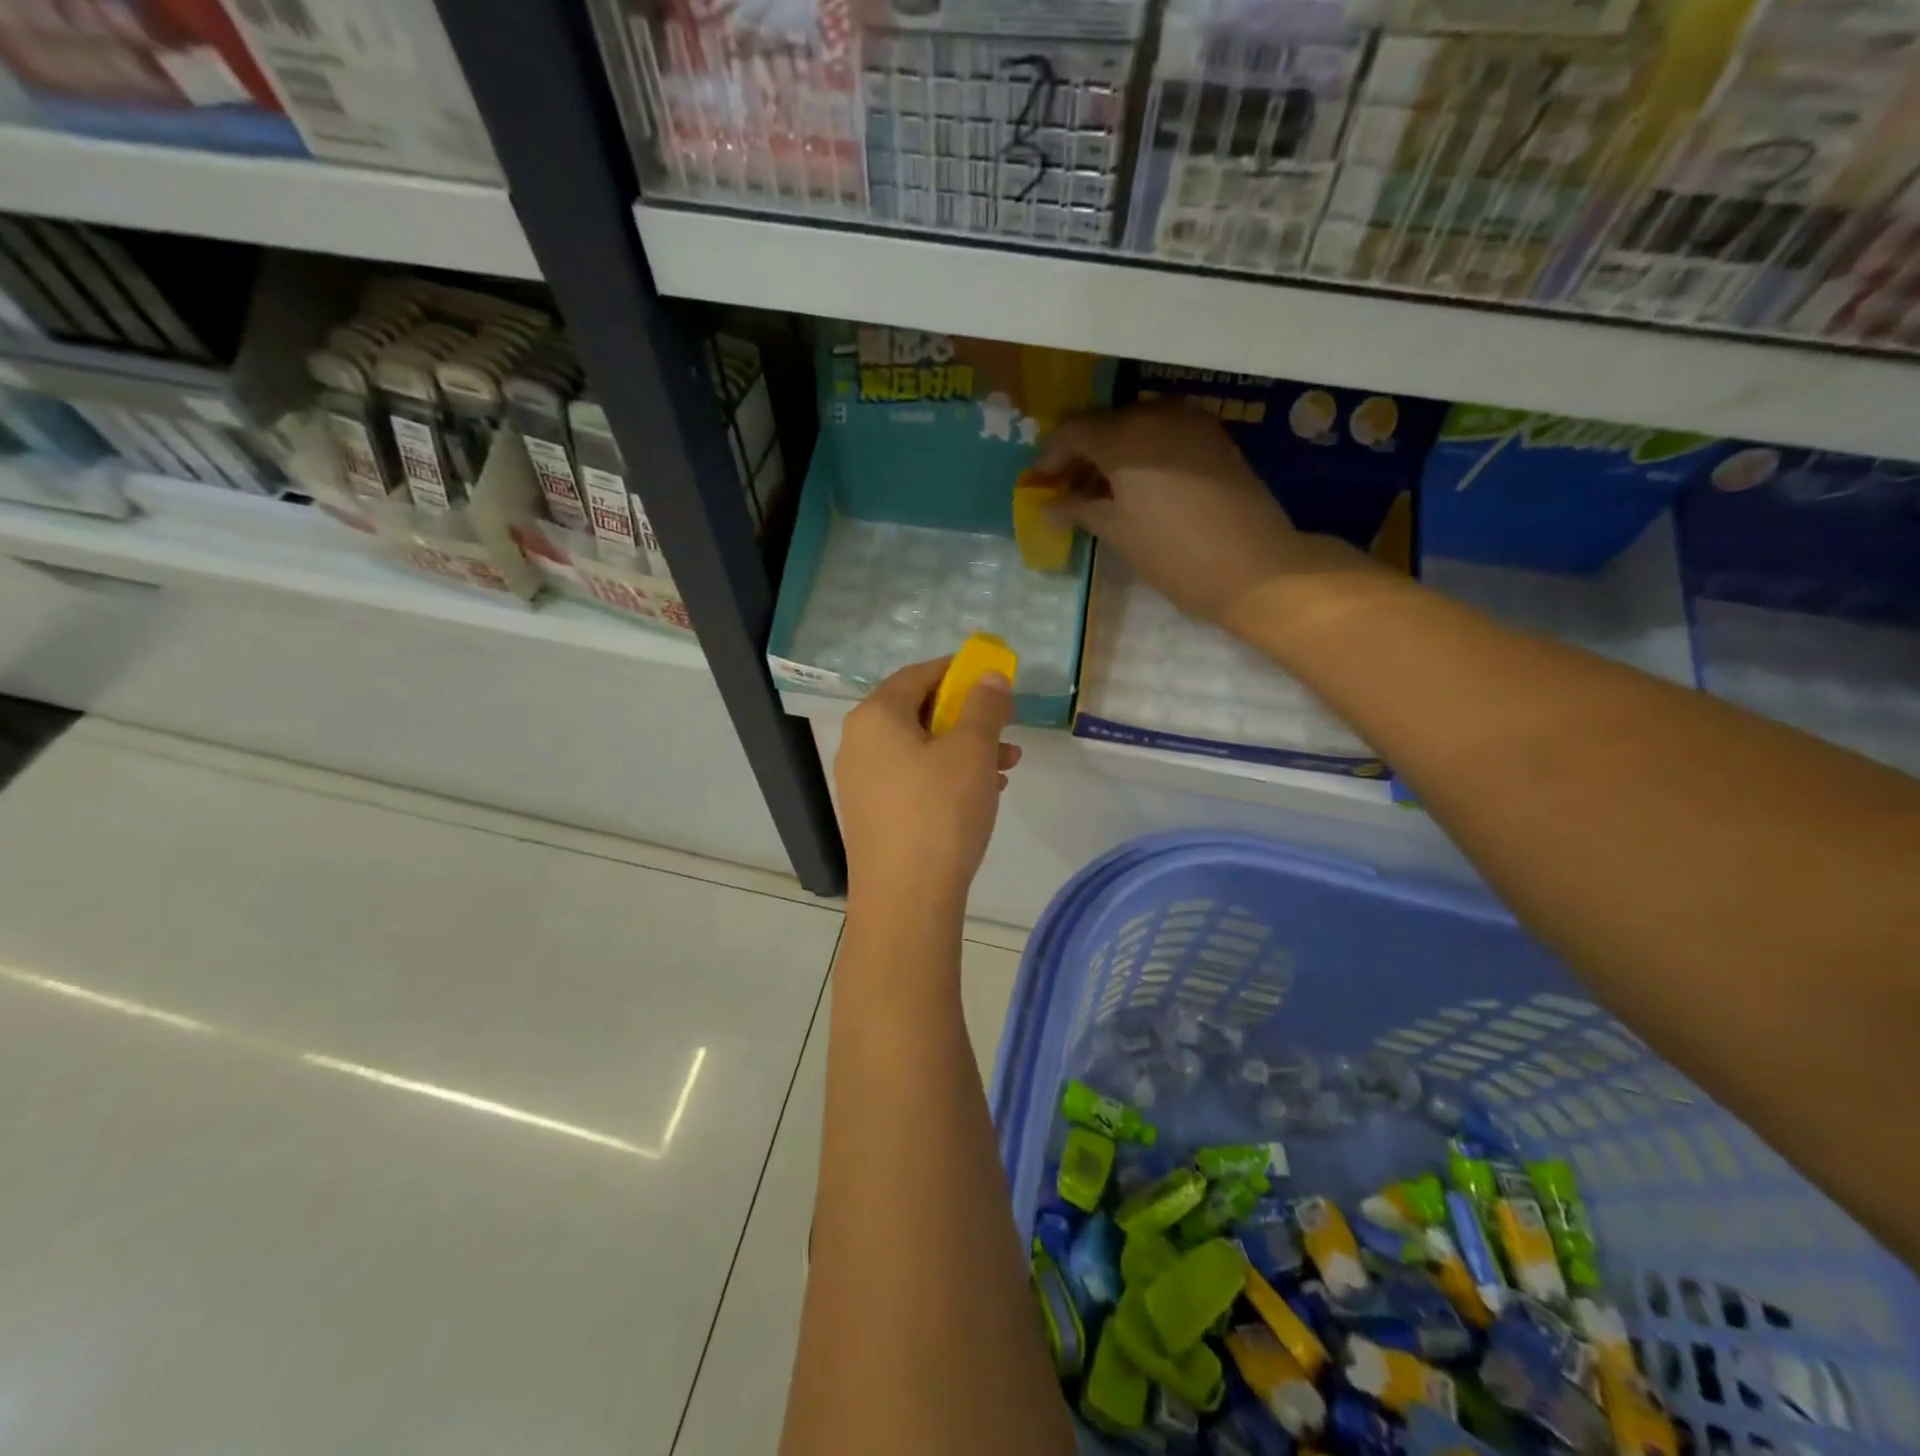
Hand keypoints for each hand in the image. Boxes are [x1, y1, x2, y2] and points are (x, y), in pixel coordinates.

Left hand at [835, 657, 1022, 910]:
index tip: (993, 680)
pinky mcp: (872, 815)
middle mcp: (859, 743)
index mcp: (876, 717)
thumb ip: (984, 706)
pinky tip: (981, 796)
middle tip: (1006, 730)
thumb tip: (989, 676)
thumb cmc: (939, 812)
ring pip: (920, 750)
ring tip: (1005, 768)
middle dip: (968, 718)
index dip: (958, 672)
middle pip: (919, 713)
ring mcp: (862, 782)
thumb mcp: (971, 751)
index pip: (918, 674)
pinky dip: (946, 778)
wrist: (905, 900)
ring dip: (964, 751)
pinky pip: (912, 780)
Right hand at [1039, 400, 1368, 632]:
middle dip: (1081, 453)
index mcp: (1126, 436)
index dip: (1050, 456)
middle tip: (1067, 491)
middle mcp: (1157, 414)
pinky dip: (1142, 453)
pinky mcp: (1213, 437)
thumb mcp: (1117, 532)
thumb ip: (1079, 508)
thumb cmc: (1174, 555)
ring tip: (1101, 493)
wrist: (1255, 568)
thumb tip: (1048, 504)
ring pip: (1135, 425)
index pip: (1072, 430)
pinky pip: (1163, 433)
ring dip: (1112, 453)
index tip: (1041, 486)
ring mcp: (1191, 421)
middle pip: (1104, 422)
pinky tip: (1136, 487)